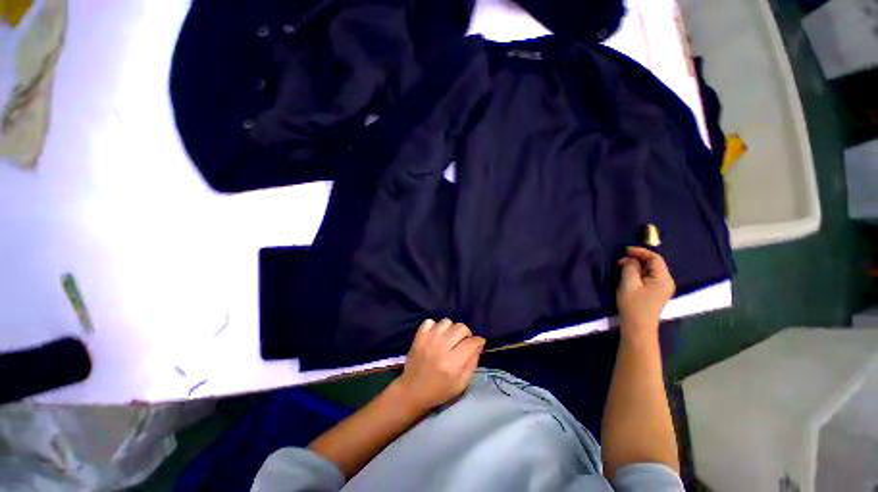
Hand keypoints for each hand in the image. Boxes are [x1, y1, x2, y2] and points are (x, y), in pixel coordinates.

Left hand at [394, 319, 484, 412]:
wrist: (412, 391)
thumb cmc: (439, 391)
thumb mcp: (461, 384)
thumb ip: (472, 363)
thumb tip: (479, 344)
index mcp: (452, 363)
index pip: (472, 342)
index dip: (478, 341)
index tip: (478, 344)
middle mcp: (441, 347)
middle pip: (461, 328)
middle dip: (466, 334)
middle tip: (462, 343)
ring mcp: (428, 340)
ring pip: (447, 322)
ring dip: (451, 329)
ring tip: (448, 339)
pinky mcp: (419, 336)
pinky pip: (430, 321)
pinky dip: (435, 326)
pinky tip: (436, 336)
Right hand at [616, 247, 674, 340]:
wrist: (638, 327)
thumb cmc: (633, 305)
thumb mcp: (629, 283)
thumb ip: (630, 267)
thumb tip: (630, 260)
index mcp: (663, 278)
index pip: (655, 258)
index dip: (640, 251)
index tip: (624, 250)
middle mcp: (667, 282)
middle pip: (654, 264)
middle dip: (637, 259)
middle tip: (619, 261)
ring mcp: (662, 288)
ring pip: (650, 270)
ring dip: (636, 266)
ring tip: (621, 267)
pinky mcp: (656, 293)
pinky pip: (648, 277)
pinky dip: (638, 273)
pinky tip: (628, 276)